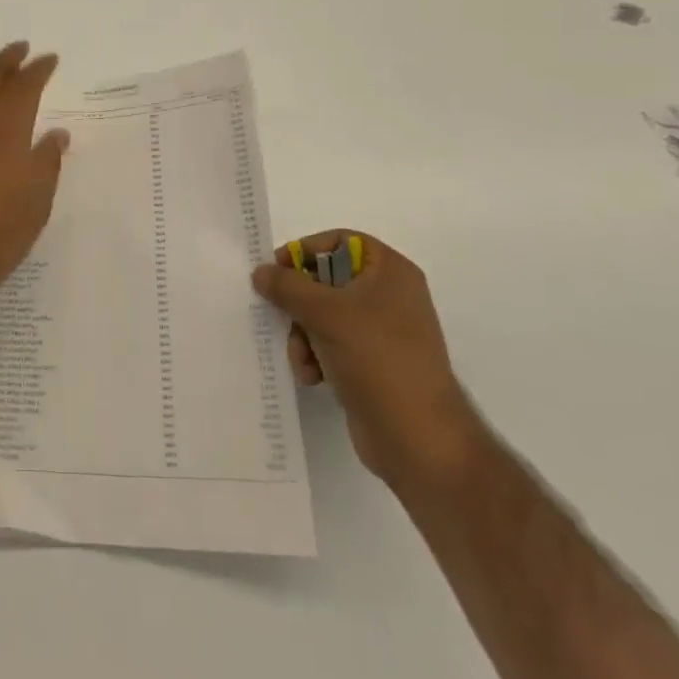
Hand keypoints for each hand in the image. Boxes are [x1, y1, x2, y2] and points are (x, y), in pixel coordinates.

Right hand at [251, 230, 482, 490]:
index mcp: (390, 272)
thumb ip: (287, 286)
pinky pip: (331, 344)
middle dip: (299, 304)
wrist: (417, 437)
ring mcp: (382, 331)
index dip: (307, 250)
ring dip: (303, 335)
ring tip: (303, 360)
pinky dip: (315, 355)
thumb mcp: (325, 313)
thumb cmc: (377, 359)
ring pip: (322, 315)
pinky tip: (312, 376)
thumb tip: (261, 272)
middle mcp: (389, 296)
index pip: (340, 241)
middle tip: (284, 317)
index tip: (278, 270)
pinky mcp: (372, 363)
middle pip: (325, 280)